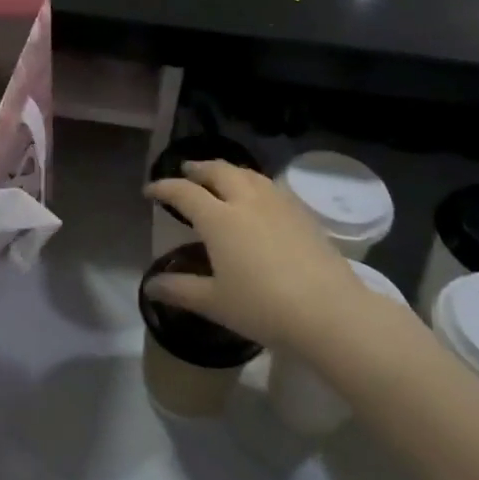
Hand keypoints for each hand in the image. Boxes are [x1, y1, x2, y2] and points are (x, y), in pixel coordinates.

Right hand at [146, 160, 391, 352]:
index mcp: (219, 219)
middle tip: (186, 171)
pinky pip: (270, 185)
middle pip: (218, 171)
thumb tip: (150, 287)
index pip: (184, 192)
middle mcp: (246, 201)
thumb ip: (180, 290)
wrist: (329, 311)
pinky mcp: (302, 212)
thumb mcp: (215, 302)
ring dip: (227, 170)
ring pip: (247, 173)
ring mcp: (278, 203)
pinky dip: (253, 182)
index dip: (163, 187)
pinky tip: (257, 197)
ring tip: (220, 177)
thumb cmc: (263, 307)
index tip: (149, 190)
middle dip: (198, 168)